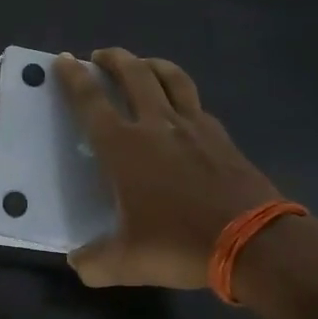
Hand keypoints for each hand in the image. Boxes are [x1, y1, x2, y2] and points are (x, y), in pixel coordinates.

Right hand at [54, 49, 281, 289]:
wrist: (254, 242)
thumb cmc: (180, 244)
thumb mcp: (128, 262)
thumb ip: (95, 262)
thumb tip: (77, 262)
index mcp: (124, 147)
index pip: (91, 101)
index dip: (73, 77)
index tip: (63, 59)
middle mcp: (156, 125)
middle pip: (132, 74)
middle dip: (112, 58)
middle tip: (99, 56)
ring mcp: (193, 126)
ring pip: (170, 77)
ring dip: (150, 64)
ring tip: (141, 64)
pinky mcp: (221, 135)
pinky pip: (196, 102)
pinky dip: (181, 94)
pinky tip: (181, 107)